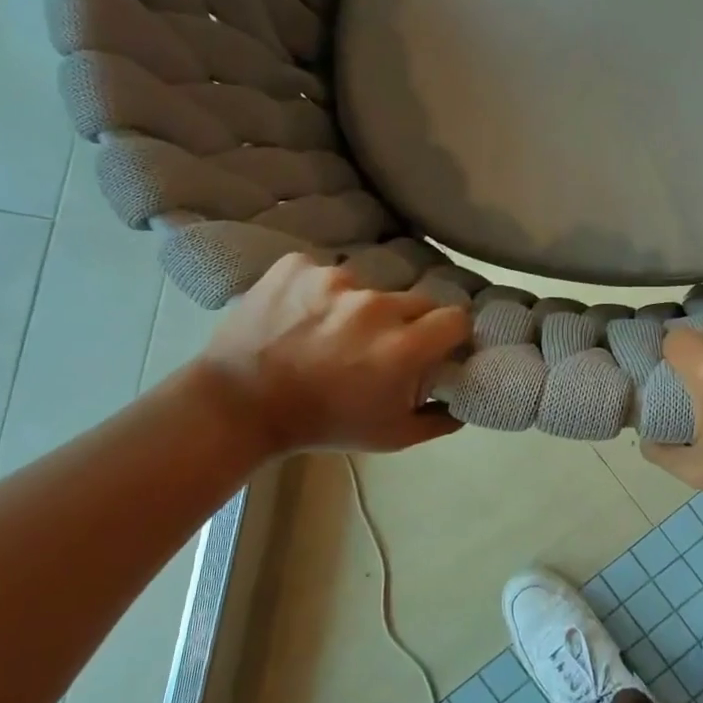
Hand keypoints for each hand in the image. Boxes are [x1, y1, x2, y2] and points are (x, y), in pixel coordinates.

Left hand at [195, 254, 469, 454]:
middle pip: (416, 300)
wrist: (237, 406)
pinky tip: (302, 315)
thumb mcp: (390, 437)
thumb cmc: (321, 424)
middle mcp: (376, 305)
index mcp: (403, 346)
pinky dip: (319, 292)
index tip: (438, 345)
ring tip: (330, 332)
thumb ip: (439, 419)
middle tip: (380, 345)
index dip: (451, 333)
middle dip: (407, 322)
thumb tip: (464, 400)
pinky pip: (325, 272)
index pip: (457, 318)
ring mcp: (334, 280)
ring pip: (369, 286)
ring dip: (360, 307)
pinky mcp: (299, 265)